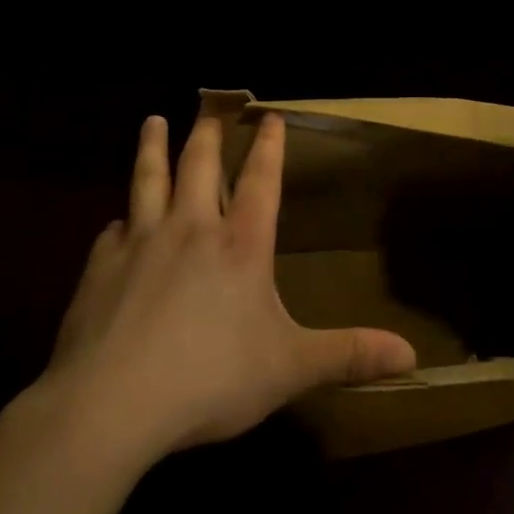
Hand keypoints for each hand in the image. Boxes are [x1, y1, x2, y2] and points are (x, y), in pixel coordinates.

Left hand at [35, 114, 416, 457]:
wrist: (112, 404)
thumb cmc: (211, 379)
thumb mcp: (290, 368)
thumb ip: (348, 356)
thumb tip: (413, 356)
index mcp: (241, 245)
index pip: (261, 181)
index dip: (269, 148)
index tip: (270, 117)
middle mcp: (192, 230)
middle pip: (200, 167)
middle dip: (208, 135)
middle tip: (210, 109)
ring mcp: (141, 243)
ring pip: (148, 180)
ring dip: (153, 149)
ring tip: (152, 121)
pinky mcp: (100, 268)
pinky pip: (112, 232)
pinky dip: (119, 221)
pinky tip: (115, 223)